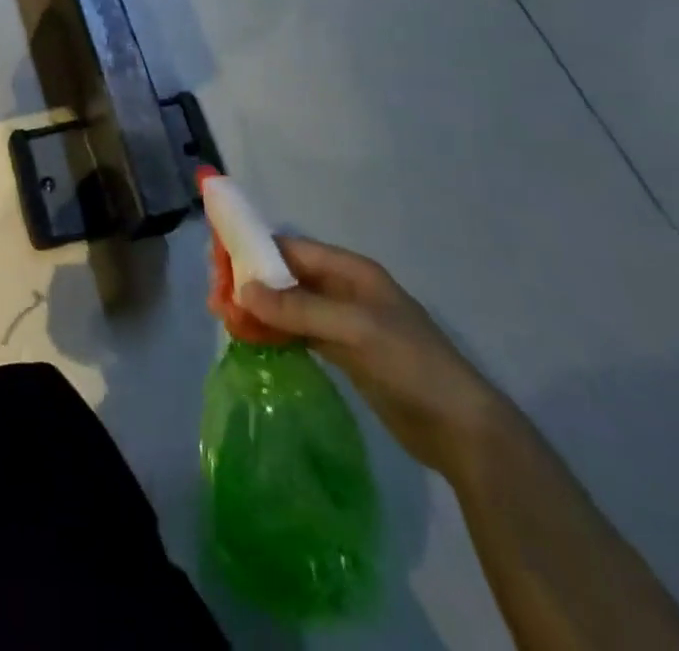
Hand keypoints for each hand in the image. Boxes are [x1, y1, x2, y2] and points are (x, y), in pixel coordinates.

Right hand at [237, 237, 509, 482]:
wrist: (462, 430)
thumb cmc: (410, 364)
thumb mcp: (353, 329)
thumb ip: (298, 308)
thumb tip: (242, 289)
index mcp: (350, 270)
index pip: (290, 248)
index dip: (253, 249)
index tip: (217, 261)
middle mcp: (344, 289)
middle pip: (286, 274)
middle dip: (250, 281)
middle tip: (216, 298)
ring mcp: (344, 322)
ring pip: (289, 304)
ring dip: (258, 307)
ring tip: (225, 319)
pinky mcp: (344, 352)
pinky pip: (299, 331)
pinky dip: (274, 331)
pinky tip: (251, 338)